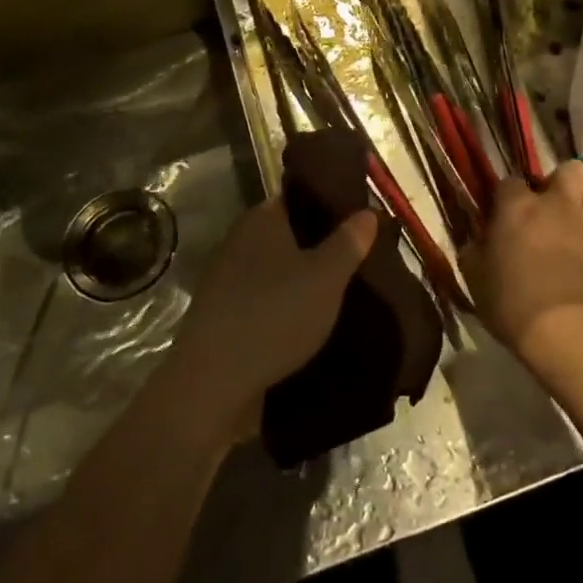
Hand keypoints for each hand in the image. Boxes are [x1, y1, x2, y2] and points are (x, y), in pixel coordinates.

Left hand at [172, 197, 377, 436]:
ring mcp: (226, 280)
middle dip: (320, 246)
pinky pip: (263, 299)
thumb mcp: (326, 277)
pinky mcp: (222, 316)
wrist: (213, 384)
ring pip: (276, 269)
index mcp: (261, 219)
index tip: (359, 221)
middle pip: (288, 234)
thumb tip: (369, 211)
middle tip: (359, 259)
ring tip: (341, 293)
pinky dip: (284, 306)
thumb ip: (349, 241)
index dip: (329, 205)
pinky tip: (309, 324)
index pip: (298, 197)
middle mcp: (238, 241)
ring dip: (302, 280)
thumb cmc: (275, 316)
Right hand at [461, 159, 582, 369]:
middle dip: (560, 182)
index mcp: (519, 207)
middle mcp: (558, 206)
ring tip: (571, 235)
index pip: (509, 182)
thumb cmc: (513, 303)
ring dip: (582, 211)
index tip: (502, 216)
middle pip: (569, 170)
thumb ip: (475, 251)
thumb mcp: (476, 279)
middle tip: (547, 209)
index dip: (506, 197)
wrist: (572, 333)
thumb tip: (477, 241)